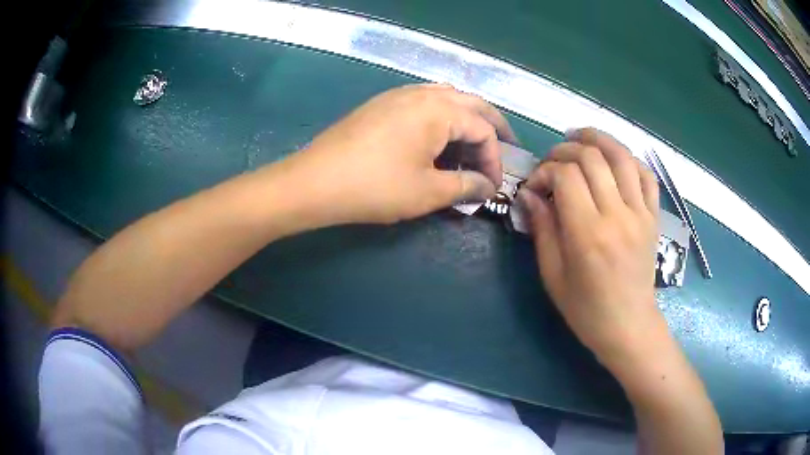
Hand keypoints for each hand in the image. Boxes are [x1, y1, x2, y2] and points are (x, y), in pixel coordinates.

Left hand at [284, 84, 516, 224]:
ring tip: (472, 144)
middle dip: (492, 126)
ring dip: (466, 119)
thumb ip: (466, 186)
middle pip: (471, 103)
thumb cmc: (375, 187)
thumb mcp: (428, 192)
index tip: (493, 187)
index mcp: (440, 109)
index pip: (483, 129)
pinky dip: (441, 118)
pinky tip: (438, 138)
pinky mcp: (381, 105)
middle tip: (506, 146)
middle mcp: (423, 93)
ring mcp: (398, 95)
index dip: (495, 159)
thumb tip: (489, 187)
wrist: (315, 182)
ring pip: (447, 98)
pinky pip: (423, 103)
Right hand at [518, 128, 662, 368]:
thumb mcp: (553, 275)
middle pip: (592, 157)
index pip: (566, 176)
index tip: (535, 185)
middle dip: (565, 149)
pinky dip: (629, 159)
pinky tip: (614, 160)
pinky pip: (646, 174)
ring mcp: (641, 213)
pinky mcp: (653, 217)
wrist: (629, 326)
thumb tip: (529, 193)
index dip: (545, 171)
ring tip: (580, 137)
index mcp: (588, 234)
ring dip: (598, 139)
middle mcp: (617, 215)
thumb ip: (542, 229)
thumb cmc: (586, 309)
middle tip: (553, 161)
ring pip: (622, 156)